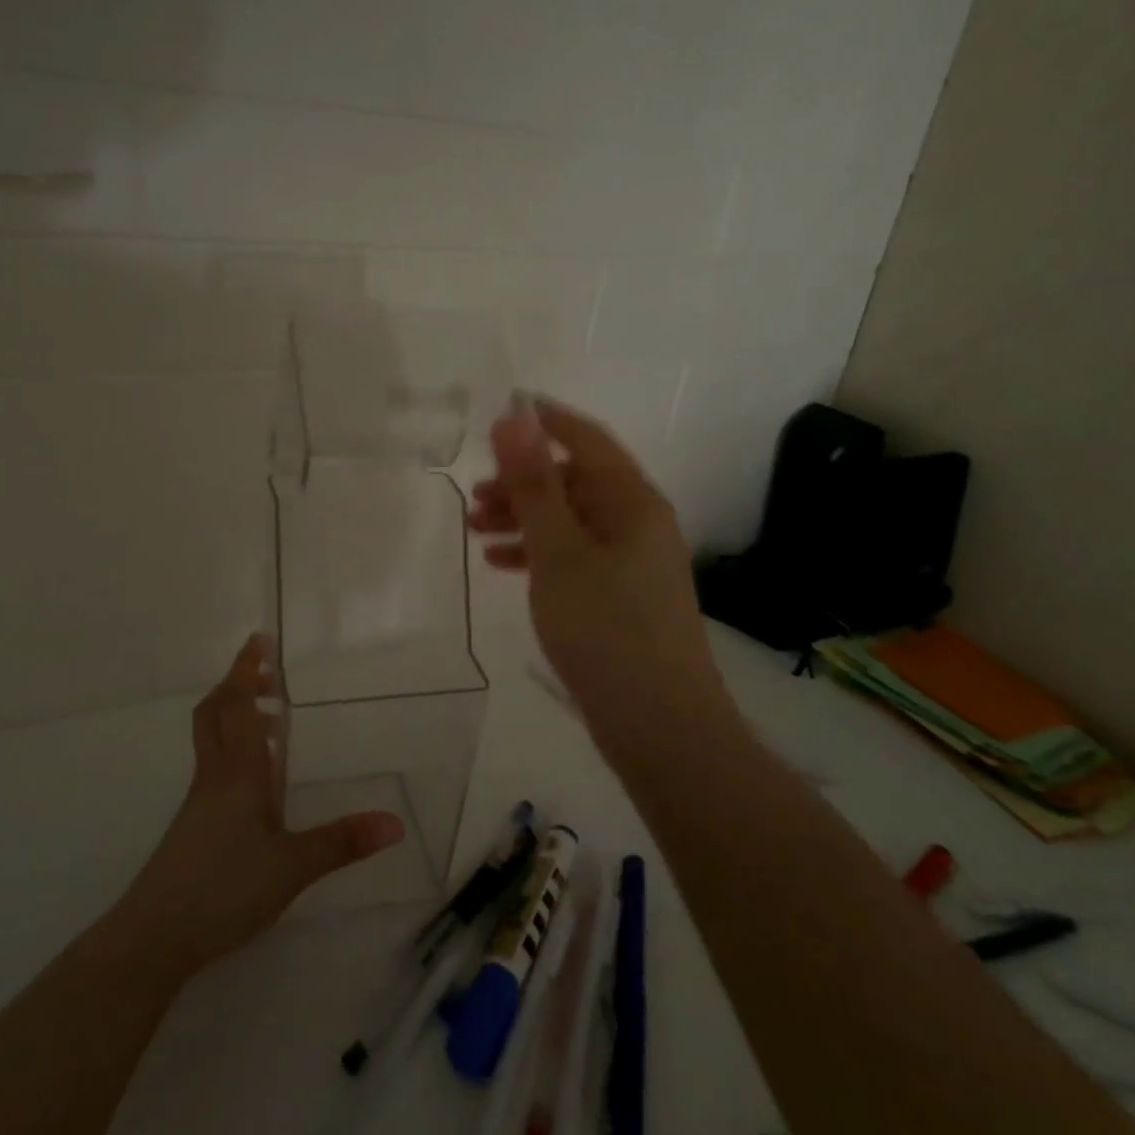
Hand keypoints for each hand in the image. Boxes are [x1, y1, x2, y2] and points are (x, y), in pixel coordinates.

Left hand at [112, 635, 405, 978]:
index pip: (238, 706)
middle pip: (215, 713)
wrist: (154, 936)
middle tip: (264, 673)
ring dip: (234, 715)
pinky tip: (257, 778)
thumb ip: (342, 842)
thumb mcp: (293, 867)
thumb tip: (395, 823)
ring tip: (269, 717)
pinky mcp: (192, 824)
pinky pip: (214, 766)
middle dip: (236, 684)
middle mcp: (214, 776)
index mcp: (239, 773)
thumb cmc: (224, 889)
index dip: (247, 670)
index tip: (258, 639)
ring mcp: (199, 800)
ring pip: (211, 738)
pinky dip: (234, 749)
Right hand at [469, 400, 725, 757]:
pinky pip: (573, 557)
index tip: (502, 408)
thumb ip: (534, 485)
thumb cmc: (606, 628)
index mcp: (632, 502)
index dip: (545, 420)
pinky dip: (537, 554)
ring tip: (476, 528)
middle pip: (575, 482)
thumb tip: (515, 418)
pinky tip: (501, 563)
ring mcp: (632, 563)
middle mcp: (638, 523)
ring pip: (570, 522)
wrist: (659, 726)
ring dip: (524, 518)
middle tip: (475, 494)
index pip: (587, 440)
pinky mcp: (621, 597)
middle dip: (523, 481)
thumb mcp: (559, 552)